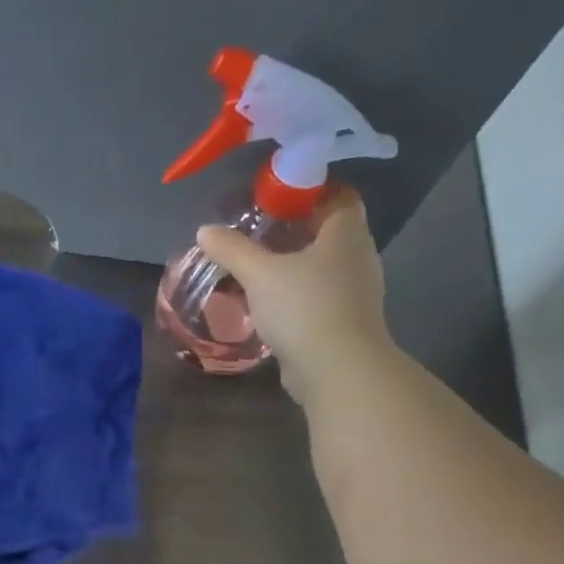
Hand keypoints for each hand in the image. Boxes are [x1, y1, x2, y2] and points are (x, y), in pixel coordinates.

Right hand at [196, 186, 390, 405]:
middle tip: (258, 234)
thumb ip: (232, 250)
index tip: (278, 199)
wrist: (337, 370)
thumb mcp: (260, 274)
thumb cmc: (304, 308)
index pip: (339, 196)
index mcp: (346, 234)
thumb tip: (204, 230)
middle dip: (295, 231)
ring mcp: (355, 293)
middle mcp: (358, 258)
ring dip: (293, 267)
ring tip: (257, 270)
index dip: (310, 192)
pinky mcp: (344, 323)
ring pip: (322, 268)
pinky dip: (295, 296)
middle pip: (328, 233)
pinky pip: (318, 298)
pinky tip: (268, 305)